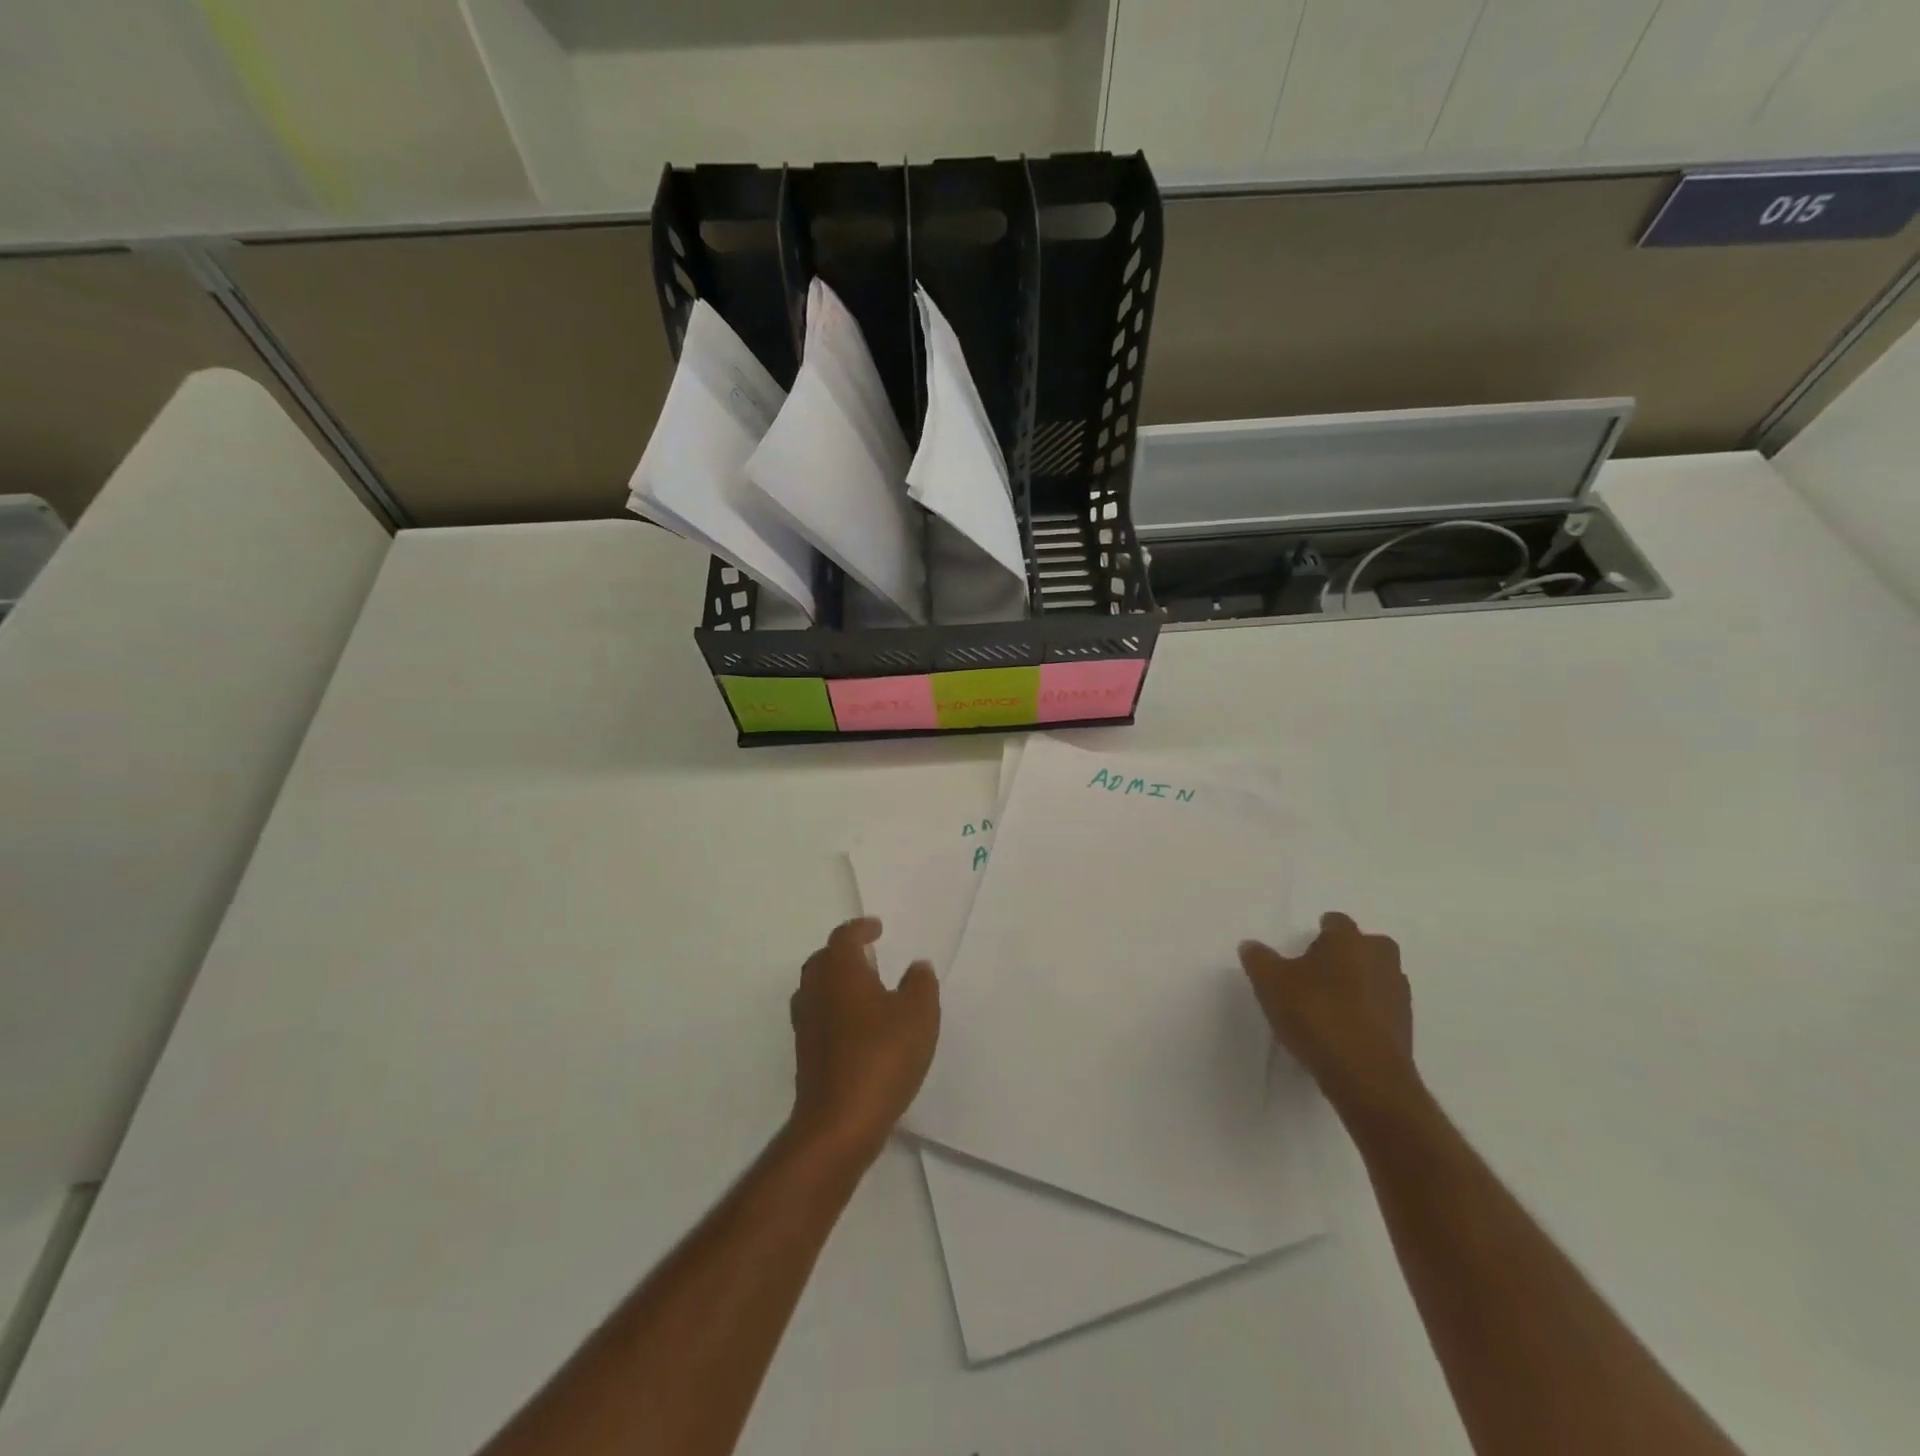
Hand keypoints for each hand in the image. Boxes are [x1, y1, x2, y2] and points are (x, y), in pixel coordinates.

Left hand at [788, 918, 939, 1162]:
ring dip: (836, 983)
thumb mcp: (918, 1015)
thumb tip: (916, 967)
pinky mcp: (805, 1056)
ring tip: (864, 990)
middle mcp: (816, 992)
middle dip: (844, 953)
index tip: (877, 928)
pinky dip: (834, 1012)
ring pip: (816, 989)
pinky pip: (818, 1018)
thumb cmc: (881, 1056)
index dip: (860, 929)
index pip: (844, 937)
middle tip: (869, 956)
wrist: (839, 1122)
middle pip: (823, 960)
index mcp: (840, 972)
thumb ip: (920, 984)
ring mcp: (806, 1025)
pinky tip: (857, 1028)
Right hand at [1239, 912, 1416, 1120]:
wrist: (1366, 1076)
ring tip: (1329, 1003)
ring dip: (1359, 983)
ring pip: (1377, 977)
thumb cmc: (1316, 1014)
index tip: (1305, 945)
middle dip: (1348, 954)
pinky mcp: (1405, 1029)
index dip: (1321, 930)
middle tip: (1320, 971)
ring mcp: (1397, 995)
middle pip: (1366, 946)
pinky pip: (1382, 1009)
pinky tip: (1343, 1029)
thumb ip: (1259, 959)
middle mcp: (1380, 960)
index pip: (1337, 922)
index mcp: (1349, 941)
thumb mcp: (1270, 983)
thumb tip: (1251, 945)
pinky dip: (1366, 1012)